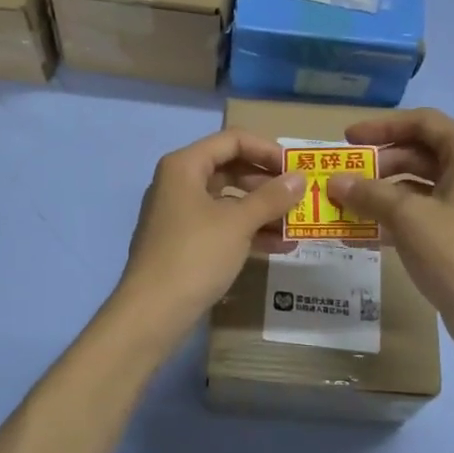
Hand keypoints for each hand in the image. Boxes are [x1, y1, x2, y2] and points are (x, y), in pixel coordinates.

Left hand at [112, 130, 303, 336]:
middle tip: (300, 196)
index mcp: (184, 166)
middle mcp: (179, 183)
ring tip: (297, 224)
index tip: (296, 168)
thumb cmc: (195, 255)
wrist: (152, 312)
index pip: (232, 140)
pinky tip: (280, 246)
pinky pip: (222, 226)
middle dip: (268, 182)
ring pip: (228, 200)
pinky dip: (249, 231)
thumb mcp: (237, 223)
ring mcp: (180, 214)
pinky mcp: (185, 242)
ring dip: (263, 209)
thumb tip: (300, 178)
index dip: (267, 149)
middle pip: (231, 168)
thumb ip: (271, 197)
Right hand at [326, 109, 453, 357]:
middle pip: (417, 153)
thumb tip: (334, 181)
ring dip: (378, 193)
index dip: (382, 126)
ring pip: (414, 186)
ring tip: (342, 205)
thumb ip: (368, 193)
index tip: (347, 139)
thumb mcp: (407, 216)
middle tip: (341, 176)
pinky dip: (389, 219)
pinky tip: (358, 234)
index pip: (422, 122)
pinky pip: (417, 214)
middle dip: (377, 164)